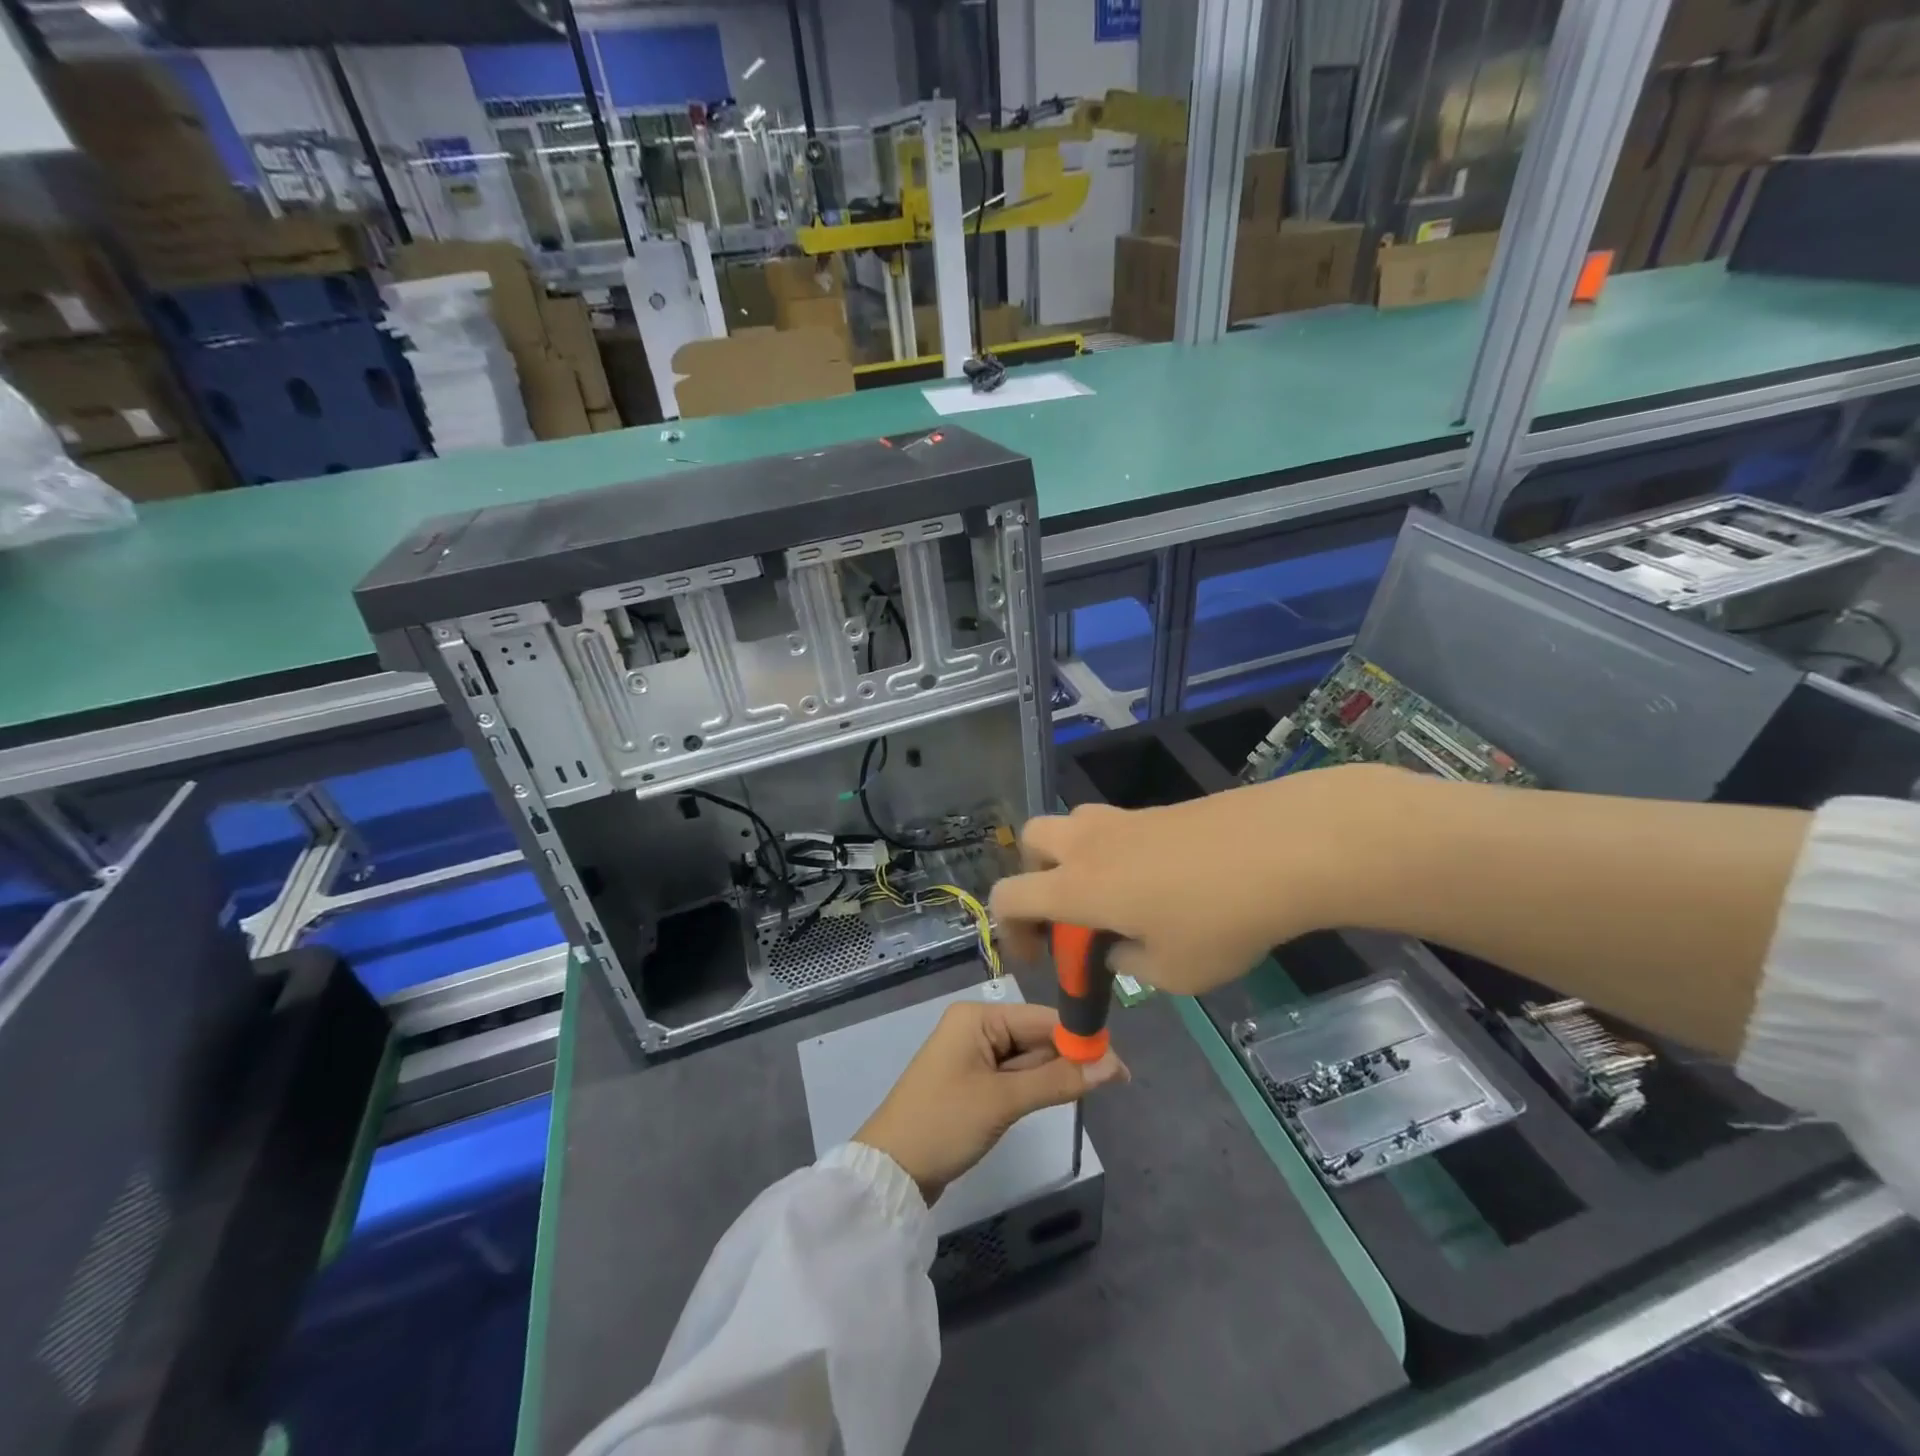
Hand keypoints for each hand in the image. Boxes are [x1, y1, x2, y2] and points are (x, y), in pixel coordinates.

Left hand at [854, 999, 1127, 1204]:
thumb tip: (1112, 1065)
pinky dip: (1036, 1086)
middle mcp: (976, 1027)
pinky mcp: (973, 1082)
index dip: (1080, 1037)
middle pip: (1035, 1036)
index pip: (1040, 1018)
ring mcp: (973, 1055)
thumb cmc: (944, 1123)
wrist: (891, 1171)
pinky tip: (1062, 1095)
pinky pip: (1013, 1076)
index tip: (1118, 1062)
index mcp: (978, 1017)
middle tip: (1116, 1081)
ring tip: (1098, 1089)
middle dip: (1070, 1057)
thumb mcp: (1003, 1100)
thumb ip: (1057, 1080)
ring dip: (1055, 1074)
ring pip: (1027, 1058)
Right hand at [989, 767, 1389, 996]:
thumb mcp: (1173, 971)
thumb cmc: (1220, 919)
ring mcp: (1126, 818)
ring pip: (1075, 825)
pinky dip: (1118, 852)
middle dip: (1036, 876)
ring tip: (1117, 896)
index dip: (1008, 929)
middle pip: (1032, 840)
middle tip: (1068, 911)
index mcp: (1077, 886)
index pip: (1010, 895)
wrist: (1285, 847)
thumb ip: (1129, 962)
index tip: (1036, 957)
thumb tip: (1118, 946)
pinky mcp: (1161, 809)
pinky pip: (1118, 826)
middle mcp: (1089, 843)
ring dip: (1076, 857)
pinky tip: (1164, 883)